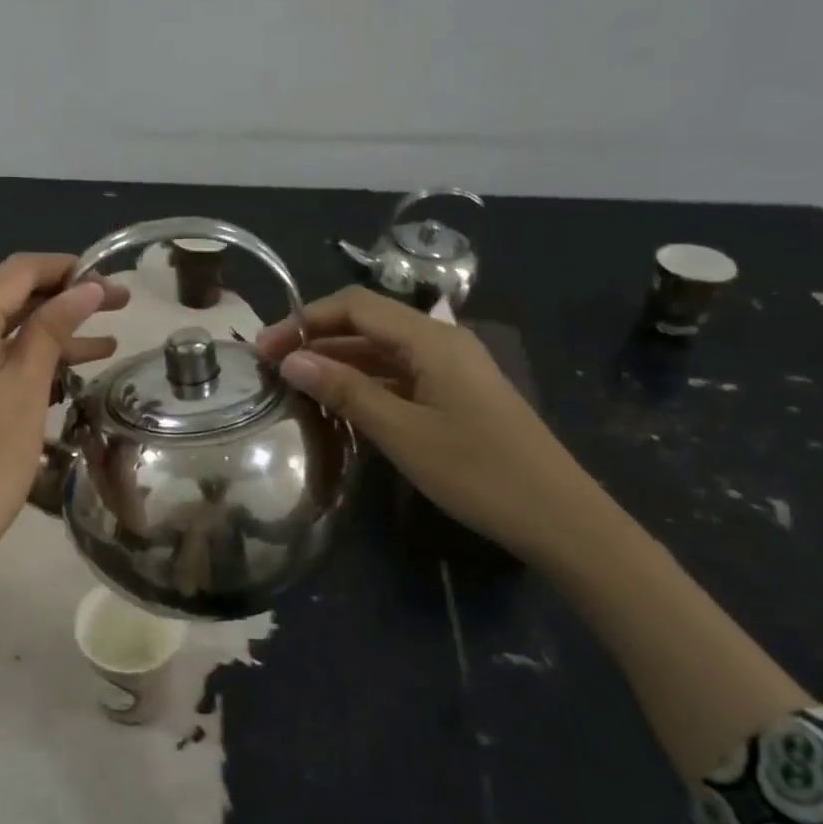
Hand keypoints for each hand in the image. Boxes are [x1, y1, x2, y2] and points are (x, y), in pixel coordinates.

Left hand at [0, 254, 127, 585]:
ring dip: (49, 334)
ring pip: (0, 333)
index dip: (67, 269)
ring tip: (108, 341)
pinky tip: (66, 372)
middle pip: (7, 299)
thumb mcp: (24, 393)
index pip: (16, 272)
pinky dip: (25, 362)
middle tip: (120, 306)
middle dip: (64, 300)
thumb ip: (51, 331)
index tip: (113, 280)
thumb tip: (85, 286)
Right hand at [255, 287, 611, 566]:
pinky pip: (399, 376)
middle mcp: (441, 342)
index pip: (355, 306)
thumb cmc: (478, 472)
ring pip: (382, 351)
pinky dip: (364, 383)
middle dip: (315, 339)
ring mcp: (451, 369)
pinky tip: (339, 404)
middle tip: (270, 368)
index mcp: (431, 339)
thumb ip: (345, 391)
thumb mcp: (402, 433)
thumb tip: (291, 360)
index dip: (304, 320)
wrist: (558, 517)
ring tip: (294, 385)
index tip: (264, 348)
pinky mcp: (455, 395)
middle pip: (367, 324)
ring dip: (337, 362)